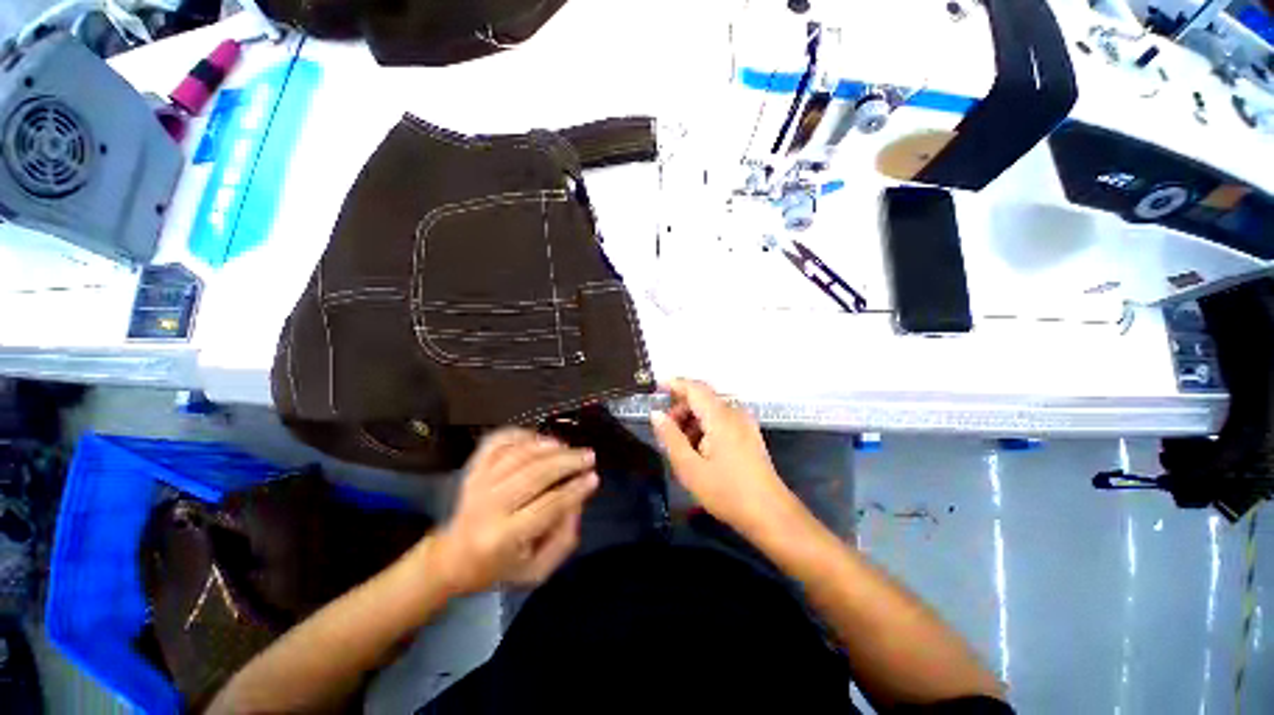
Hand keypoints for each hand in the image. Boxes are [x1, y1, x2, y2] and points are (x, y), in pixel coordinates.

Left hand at [432, 429, 598, 594]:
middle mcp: (488, 507)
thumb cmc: (499, 567)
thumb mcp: (537, 570)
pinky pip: (497, 442)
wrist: (452, 559)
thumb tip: (578, 498)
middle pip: (534, 473)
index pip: (548, 506)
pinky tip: (539, 438)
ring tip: (568, 447)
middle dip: (567, 461)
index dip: (575, 489)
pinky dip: (520, 434)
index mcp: (503, 538)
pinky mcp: (472, 469)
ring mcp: (478, 484)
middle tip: (588, 456)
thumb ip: (564, 539)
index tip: (594, 477)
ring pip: (518, 454)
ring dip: (548, 445)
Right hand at [650, 379, 796, 535]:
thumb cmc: (726, 491)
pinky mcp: (749, 434)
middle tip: (665, 429)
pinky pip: (722, 419)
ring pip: (712, 409)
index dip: (674, 384)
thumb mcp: (689, 468)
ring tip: (680, 444)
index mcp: (720, 417)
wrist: (770, 514)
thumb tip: (656, 414)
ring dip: (693, 419)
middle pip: (703, 398)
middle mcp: (734, 413)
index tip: (656, 387)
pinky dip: (705, 426)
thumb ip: (670, 437)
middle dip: (681, 407)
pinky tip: (699, 449)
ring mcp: (745, 423)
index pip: (695, 388)